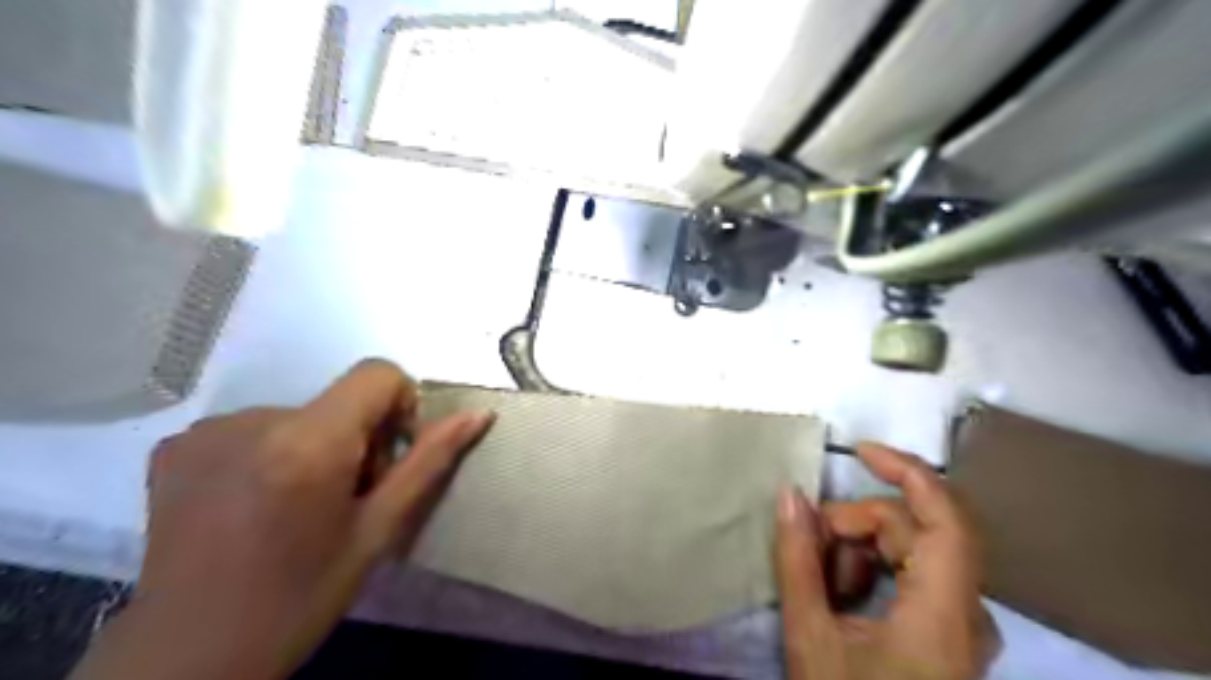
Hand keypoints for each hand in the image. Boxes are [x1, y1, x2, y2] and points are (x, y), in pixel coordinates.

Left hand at [68, 360, 494, 678]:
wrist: (189, 654)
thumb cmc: (302, 595)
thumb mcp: (380, 529)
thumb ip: (429, 461)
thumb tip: (479, 414)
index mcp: (310, 443)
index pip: (377, 374)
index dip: (399, 406)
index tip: (389, 457)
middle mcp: (253, 420)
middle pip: (338, 399)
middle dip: (358, 437)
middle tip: (345, 497)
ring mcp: (207, 430)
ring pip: (299, 414)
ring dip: (314, 447)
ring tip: (298, 506)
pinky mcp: (177, 444)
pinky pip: (254, 427)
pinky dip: (270, 453)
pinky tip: (256, 503)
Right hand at [776, 444, 1002, 679]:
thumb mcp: (811, 638)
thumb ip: (797, 560)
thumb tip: (789, 495)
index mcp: (942, 615)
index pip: (946, 518)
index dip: (907, 471)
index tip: (859, 451)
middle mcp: (967, 611)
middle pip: (914, 531)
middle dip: (854, 526)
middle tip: (807, 548)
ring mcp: (962, 622)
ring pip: (911, 550)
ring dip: (859, 551)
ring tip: (823, 585)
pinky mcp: (950, 629)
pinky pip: (913, 573)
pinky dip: (872, 570)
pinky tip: (843, 597)